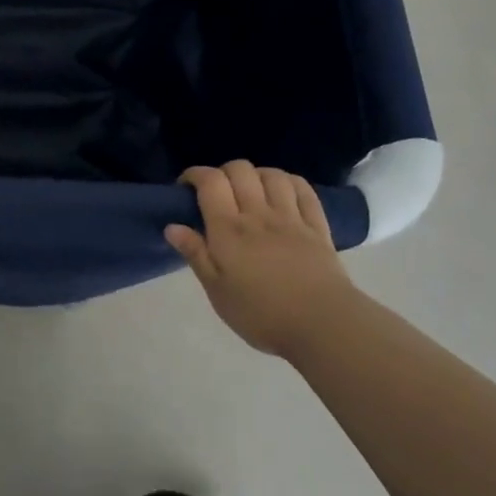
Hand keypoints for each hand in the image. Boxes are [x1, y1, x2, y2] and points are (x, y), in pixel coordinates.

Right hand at [165, 161, 354, 356]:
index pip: (210, 181)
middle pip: (240, 170)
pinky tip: (283, 191)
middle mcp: (258, 214)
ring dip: (256, 175)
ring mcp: (291, 217)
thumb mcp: (217, 291)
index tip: (185, 187)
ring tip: (250, 191)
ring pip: (272, 175)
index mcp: (229, 229)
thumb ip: (196, 255)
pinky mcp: (317, 227)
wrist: (322, 326)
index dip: (194, 175)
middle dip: (223, 172)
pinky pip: (303, 190)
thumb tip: (172, 227)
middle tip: (217, 193)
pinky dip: (289, 182)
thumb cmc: (261, 314)